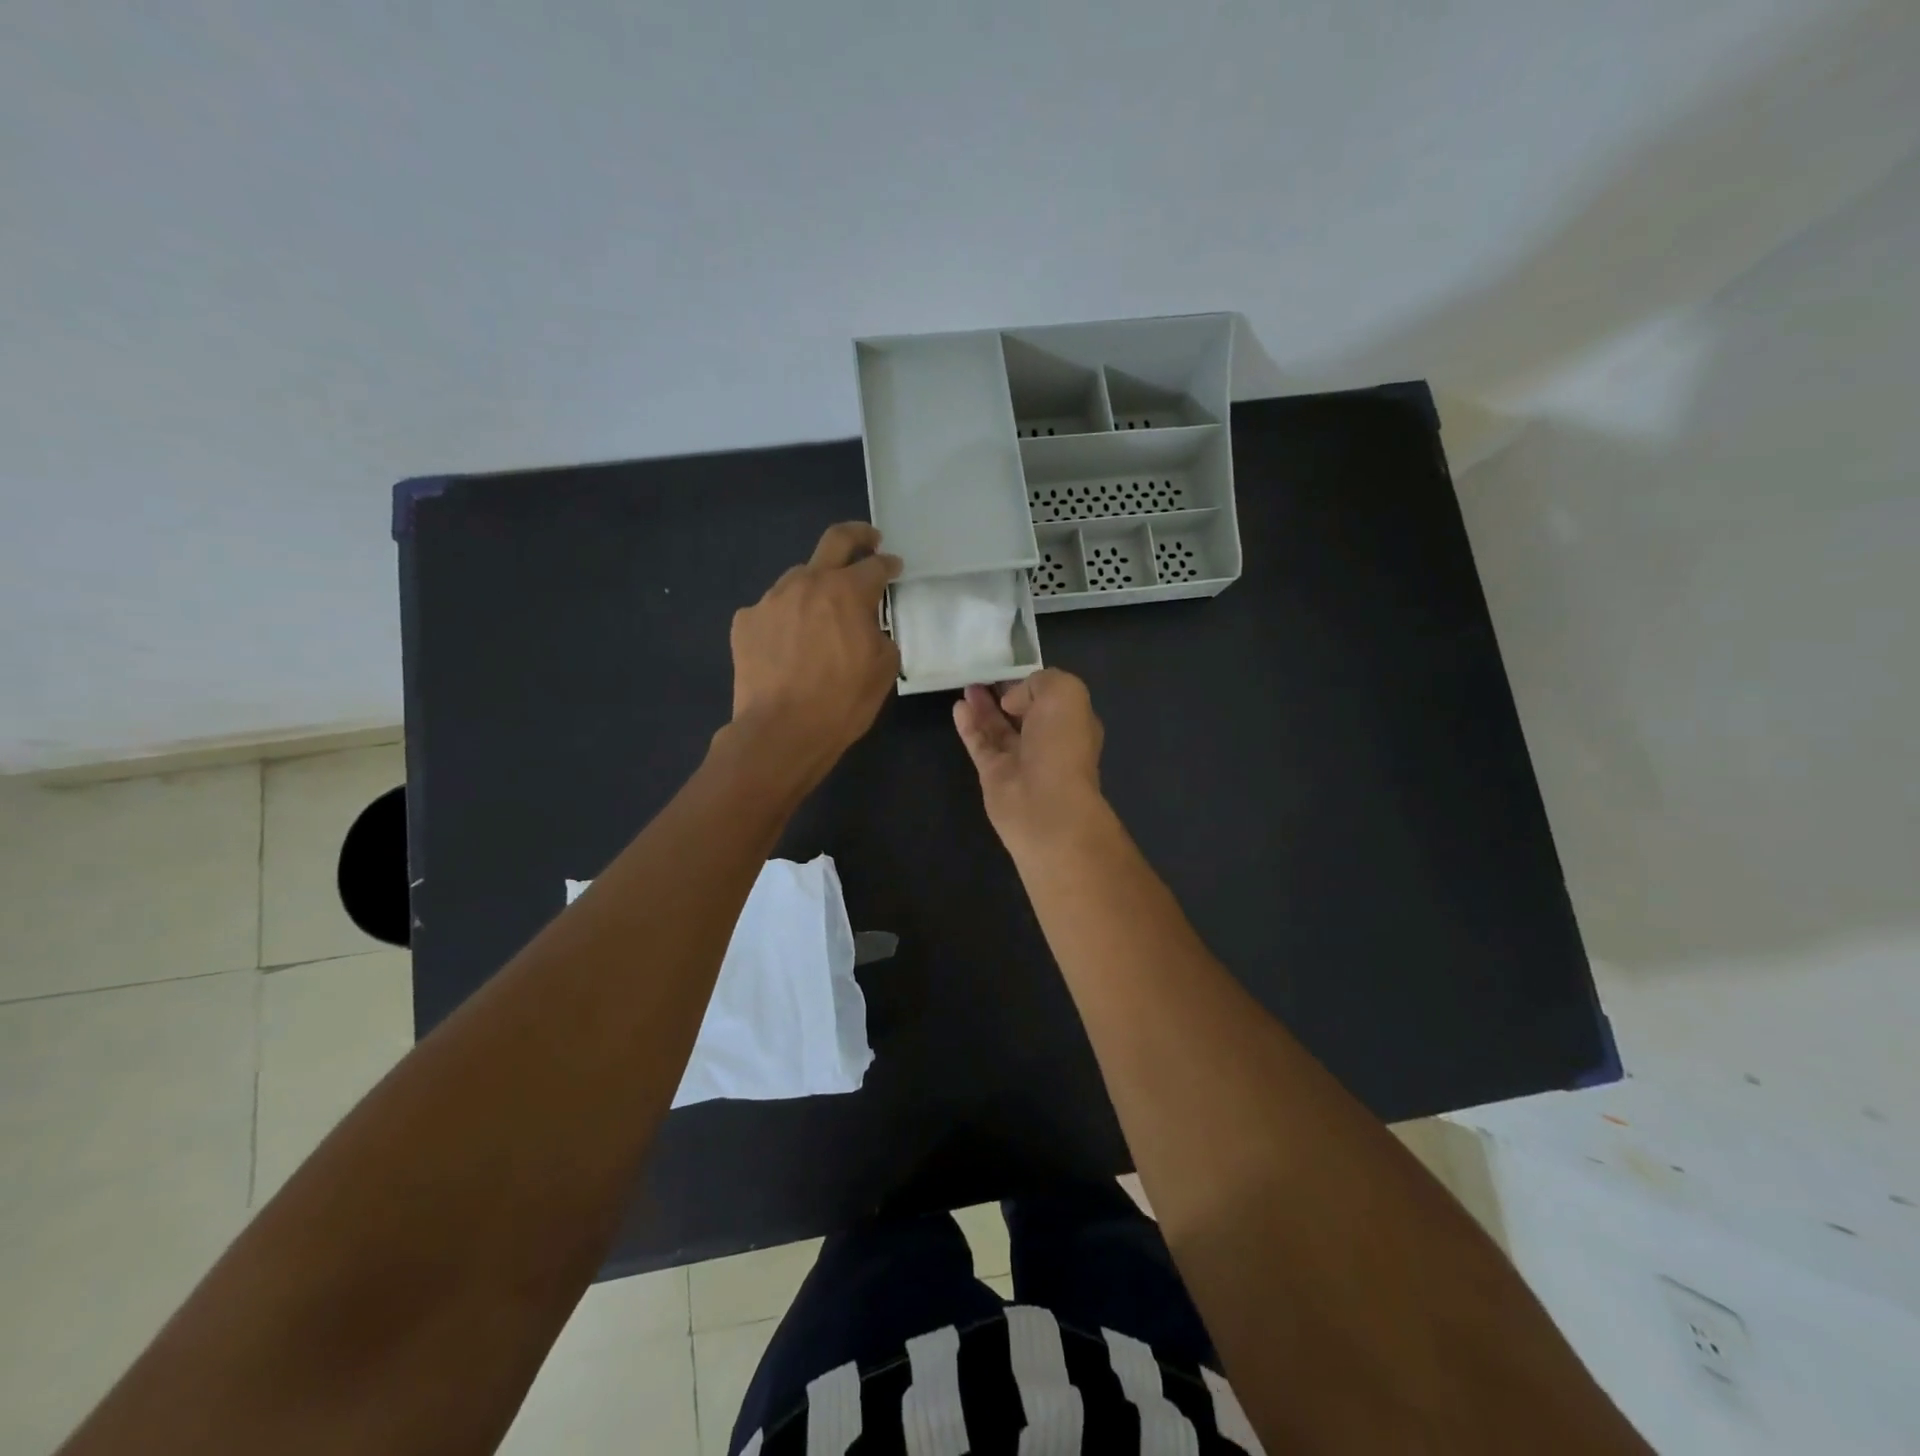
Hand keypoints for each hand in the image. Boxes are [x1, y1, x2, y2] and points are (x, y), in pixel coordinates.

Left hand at [729, 522, 901, 780]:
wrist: (781, 731)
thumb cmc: (842, 702)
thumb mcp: (884, 668)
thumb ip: (880, 633)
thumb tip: (868, 625)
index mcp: (847, 592)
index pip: (875, 566)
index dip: (889, 565)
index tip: (895, 568)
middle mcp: (807, 583)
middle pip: (835, 541)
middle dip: (857, 536)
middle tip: (869, 540)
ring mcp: (771, 600)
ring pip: (799, 579)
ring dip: (817, 586)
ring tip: (823, 611)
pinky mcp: (745, 622)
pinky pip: (773, 609)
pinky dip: (787, 618)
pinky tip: (790, 642)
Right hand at [952, 669, 1107, 853]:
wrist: (1046, 805)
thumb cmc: (1062, 745)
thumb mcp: (1065, 692)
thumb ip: (1040, 682)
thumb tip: (1013, 700)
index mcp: (1072, 723)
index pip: (1051, 698)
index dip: (1031, 683)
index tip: (1011, 669)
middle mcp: (1048, 742)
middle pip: (1023, 713)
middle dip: (1006, 694)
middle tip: (983, 673)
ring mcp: (1020, 760)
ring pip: (998, 728)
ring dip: (984, 707)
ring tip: (968, 685)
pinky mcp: (994, 774)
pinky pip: (980, 744)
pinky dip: (969, 725)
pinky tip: (958, 706)